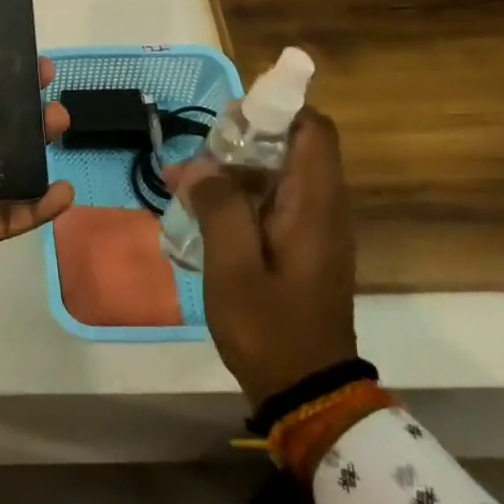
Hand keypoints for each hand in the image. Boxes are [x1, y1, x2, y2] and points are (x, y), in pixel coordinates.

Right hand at [172, 110, 357, 407]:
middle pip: (289, 149)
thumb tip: (201, 168)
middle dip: (240, 143)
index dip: (277, 110)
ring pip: (275, 178)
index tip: (231, 118)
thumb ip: (219, 207)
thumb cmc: (270, 326)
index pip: (314, 129)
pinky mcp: (301, 250)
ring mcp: (312, 231)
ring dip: (231, 174)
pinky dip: (237, 199)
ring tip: (182, 185)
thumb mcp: (233, 266)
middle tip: (193, 158)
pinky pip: (271, 205)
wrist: (306, 393)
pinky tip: (199, 215)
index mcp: (315, 204)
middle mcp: (322, 208)